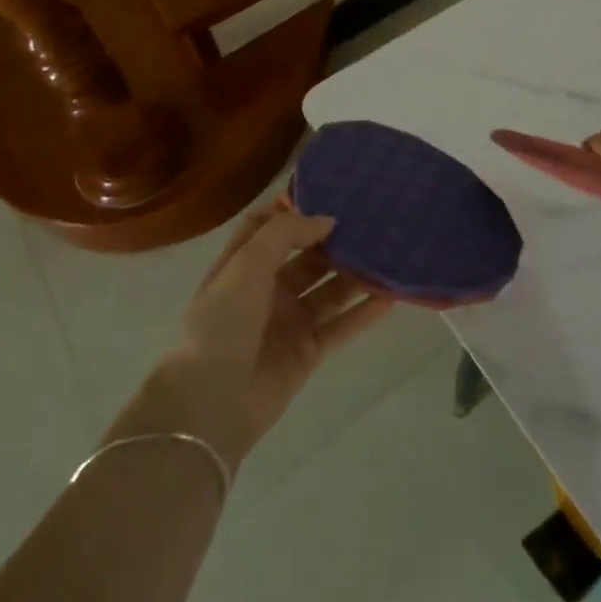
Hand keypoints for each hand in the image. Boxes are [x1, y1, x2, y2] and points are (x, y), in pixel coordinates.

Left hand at [111, 204, 392, 469]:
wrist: (209, 406)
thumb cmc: (220, 325)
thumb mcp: (245, 266)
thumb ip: (286, 234)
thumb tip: (328, 220)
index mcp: (243, 266)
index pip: (267, 228)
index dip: (292, 210)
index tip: (328, 195)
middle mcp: (267, 290)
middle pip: (308, 258)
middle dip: (336, 241)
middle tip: (373, 222)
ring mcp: (289, 322)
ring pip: (330, 290)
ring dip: (356, 274)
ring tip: (390, 254)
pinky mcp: (308, 352)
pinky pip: (342, 326)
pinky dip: (365, 313)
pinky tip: (392, 296)